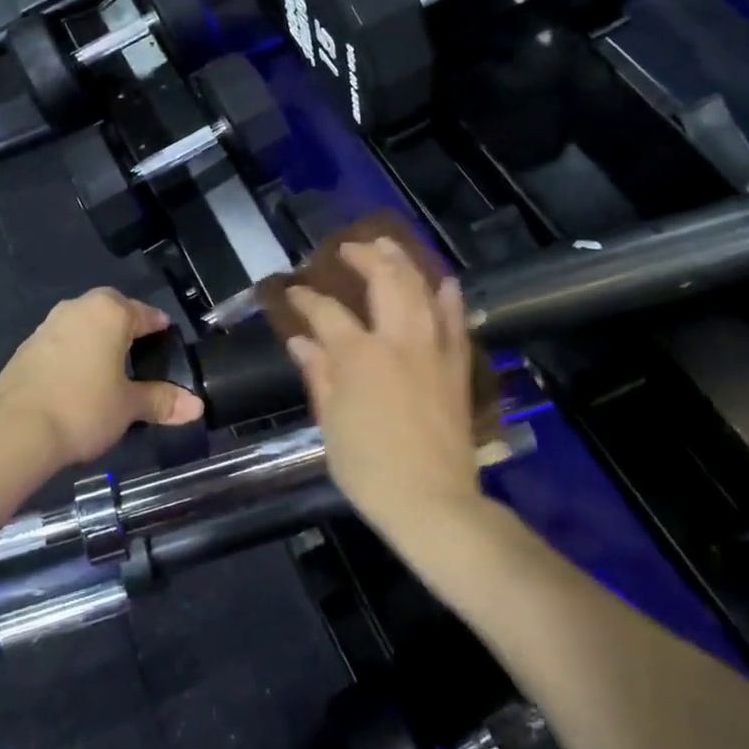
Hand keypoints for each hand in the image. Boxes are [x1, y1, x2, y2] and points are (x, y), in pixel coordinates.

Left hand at [0, 289, 202, 468]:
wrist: (15, 430)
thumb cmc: (84, 408)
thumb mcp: (129, 407)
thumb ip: (162, 400)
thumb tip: (197, 406)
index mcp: (110, 312)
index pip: (145, 313)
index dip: (159, 328)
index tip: (168, 342)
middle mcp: (78, 308)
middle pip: (111, 310)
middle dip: (126, 326)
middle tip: (139, 353)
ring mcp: (48, 325)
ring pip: (83, 324)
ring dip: (97, 339)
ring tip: (110, 369)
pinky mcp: (26, 347)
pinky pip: (62, 342)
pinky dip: (74, 354)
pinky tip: (78, 381)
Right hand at [286, 239, 481, 543]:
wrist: (432, 502)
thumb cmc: (369, 468)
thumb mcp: (330, 423)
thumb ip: (319, 375)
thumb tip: (300, 341)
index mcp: (359, 356)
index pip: (326, 313)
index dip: (306, 298)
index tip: (292, 290)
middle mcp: (398, 341)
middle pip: (384, 281)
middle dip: (365, 257)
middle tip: (349, 248)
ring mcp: (433, 351)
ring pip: (421, 292)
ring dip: (405, 263)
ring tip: (389, 246)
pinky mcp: (456, 368)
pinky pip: (456, 323)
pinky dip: (450, 299)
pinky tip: (445, 282)